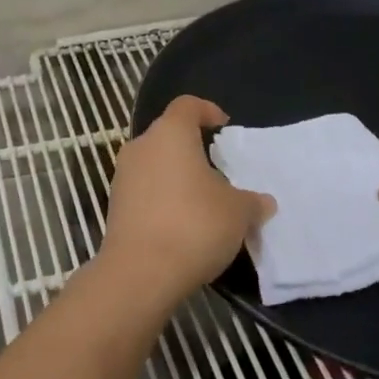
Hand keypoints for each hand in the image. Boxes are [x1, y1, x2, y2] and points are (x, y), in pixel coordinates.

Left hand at [102, 95, 274, 305]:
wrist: (140, 273)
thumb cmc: (194, 225)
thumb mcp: (238, 212)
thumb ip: (252, 202)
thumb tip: (263, 202)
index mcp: (170, 133)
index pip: (187, 105)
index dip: (207, 111)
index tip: (223, 126)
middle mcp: (141, 146)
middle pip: (168, 135)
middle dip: (192, 149)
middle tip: (218, 170)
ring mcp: (122, 176)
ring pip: (154, 164)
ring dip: (176, 176)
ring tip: (203, 201)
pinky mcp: (115, 206)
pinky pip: (144, 191)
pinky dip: (162, 199)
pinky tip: (182, 224)